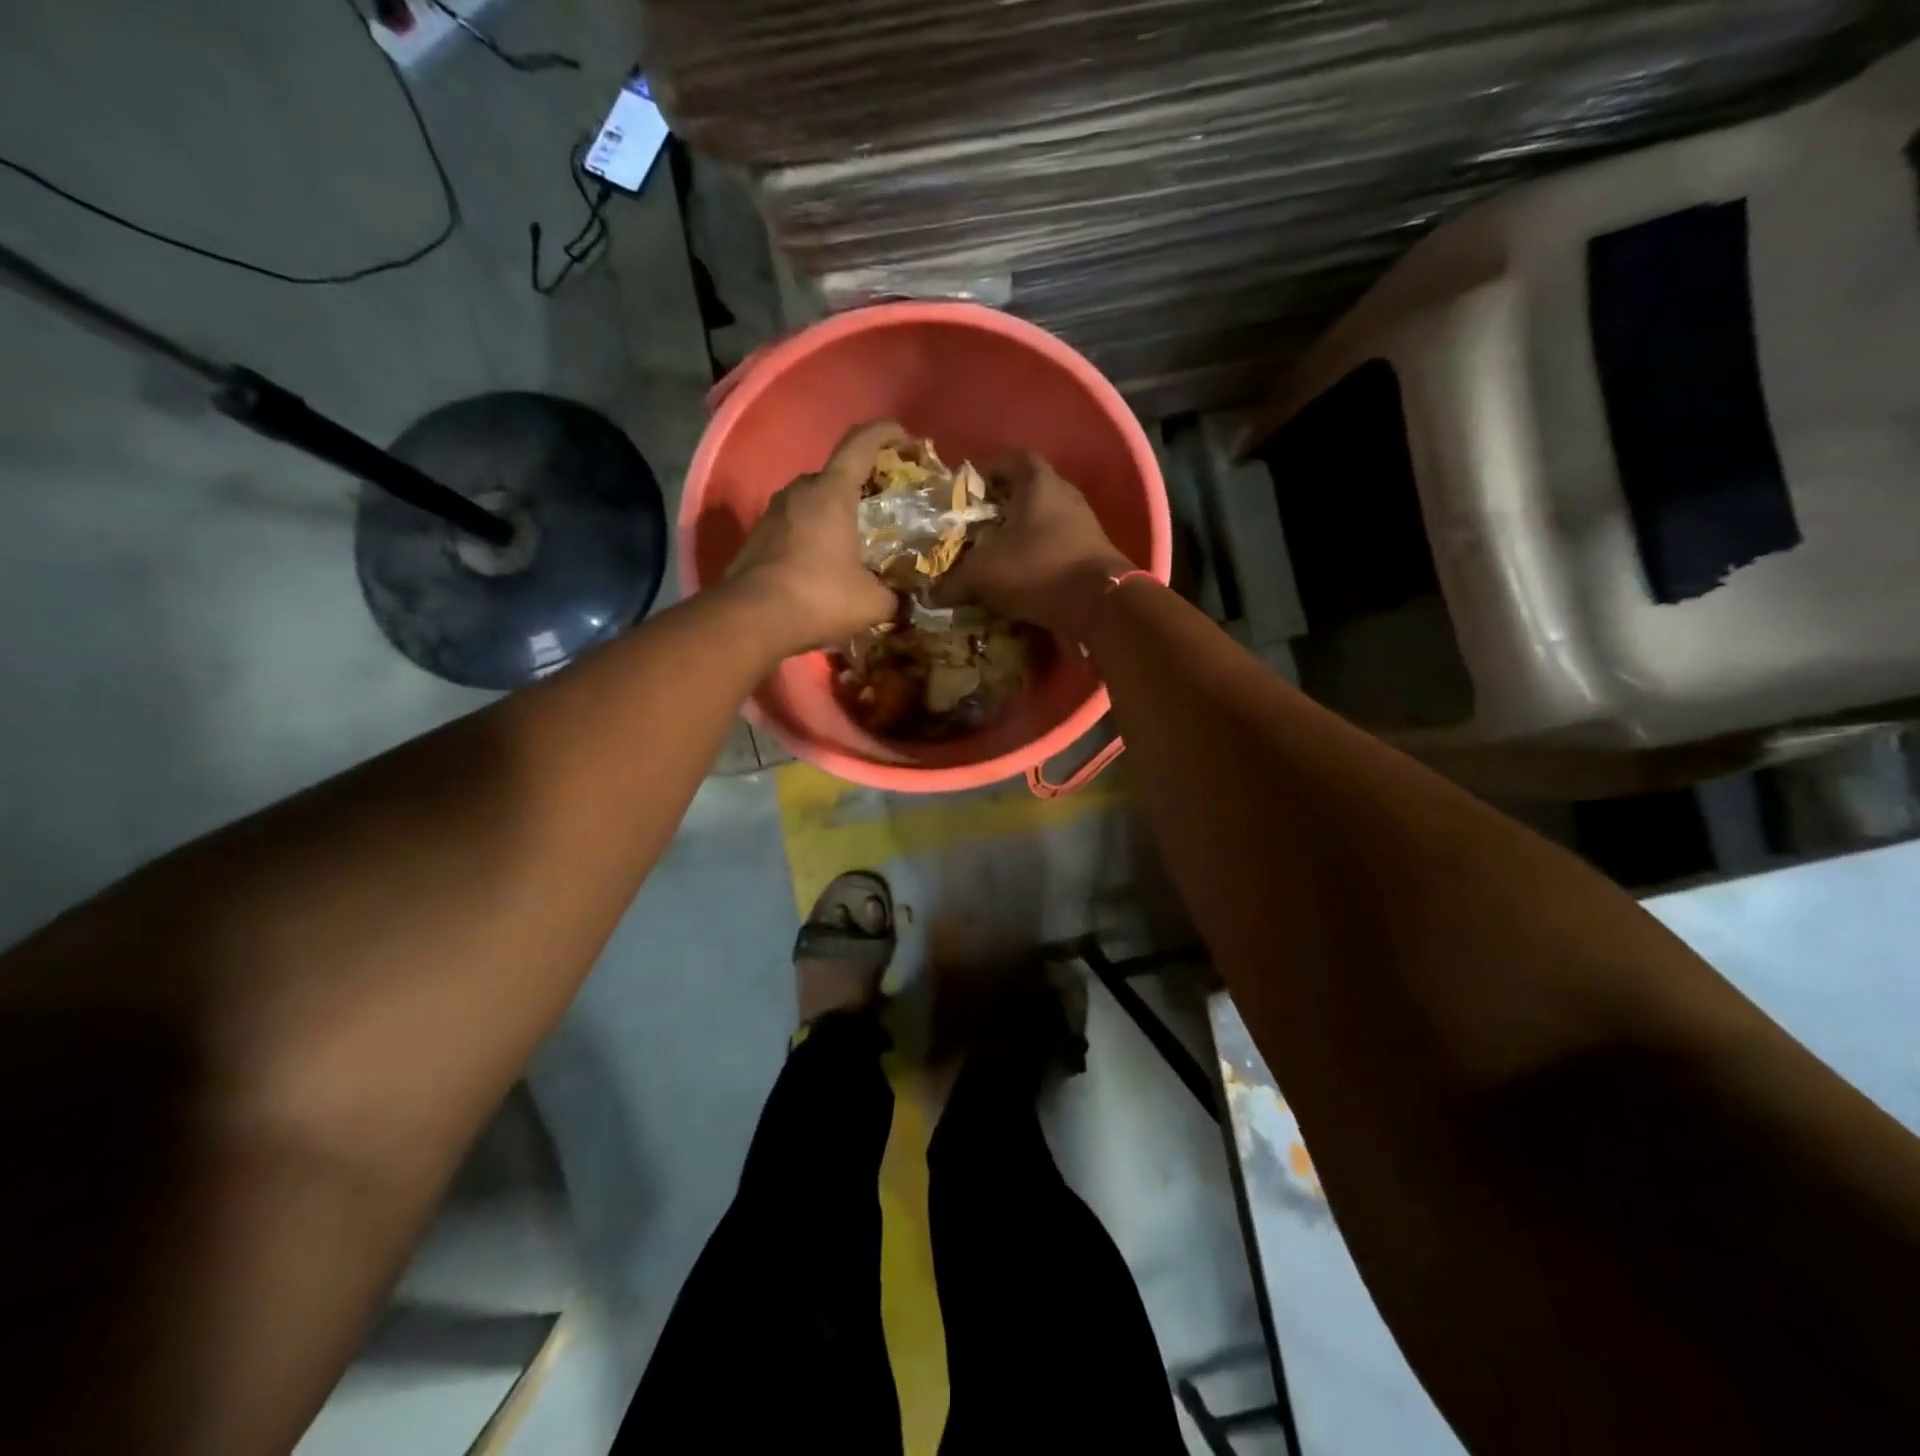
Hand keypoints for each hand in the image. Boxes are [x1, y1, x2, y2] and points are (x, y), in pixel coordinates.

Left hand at [727, 420, 905, 656]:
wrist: (751, 620)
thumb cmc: (819, 597)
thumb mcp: (872, 603)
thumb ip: (893, 596)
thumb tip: (901, 602)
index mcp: (832, 492)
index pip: (860, 443)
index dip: (885, 433)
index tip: (904, 439)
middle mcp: (799, 491)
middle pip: (835, 475)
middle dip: (861, 487)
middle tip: (883, 509)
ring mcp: (771, 513)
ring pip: (811, 502)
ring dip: (833, 515)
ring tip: (854, 542)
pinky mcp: (756, 538)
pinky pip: (793, 526)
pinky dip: (812, 537)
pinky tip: (824, 566)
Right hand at [933, 452, 1133, 637]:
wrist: (1099, 604)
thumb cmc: (1036, 568)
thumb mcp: (983, 573)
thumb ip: (953, 581)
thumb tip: (929, 595)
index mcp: (1038, 482)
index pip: (1011, 459)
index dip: (987, 470)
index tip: (967, 491)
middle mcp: (1065, 495)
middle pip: (1028, 492)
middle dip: (1001, 508)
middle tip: (976, 528)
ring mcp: (1084, 525)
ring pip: (1044, 522)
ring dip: (1021, 536)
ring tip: (995, 557)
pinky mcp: (1093, 554)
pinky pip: (1058, 548)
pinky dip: (1038, 559)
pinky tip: (1021, 579)